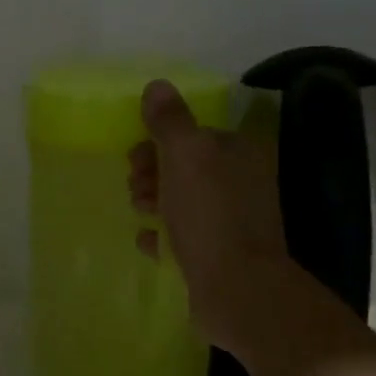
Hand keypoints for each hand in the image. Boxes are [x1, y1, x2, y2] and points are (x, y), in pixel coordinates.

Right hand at [128, 79, 300, 360]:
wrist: (237, 289)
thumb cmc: (210, 214)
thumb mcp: (186, 155)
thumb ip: (170, 119)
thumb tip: (157, 85)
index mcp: (238, 153)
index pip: (193, 135)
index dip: (159, 142)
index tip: (136, 157)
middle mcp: (239, 183)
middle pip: (184, 168)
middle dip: (152, 173)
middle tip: (137, 188)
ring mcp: (230, 222)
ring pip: (181, 202)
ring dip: (153, 203)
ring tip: (141, 214)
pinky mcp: (218, 256)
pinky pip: (181, 238)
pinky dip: (162, 237)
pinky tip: (149, 242)